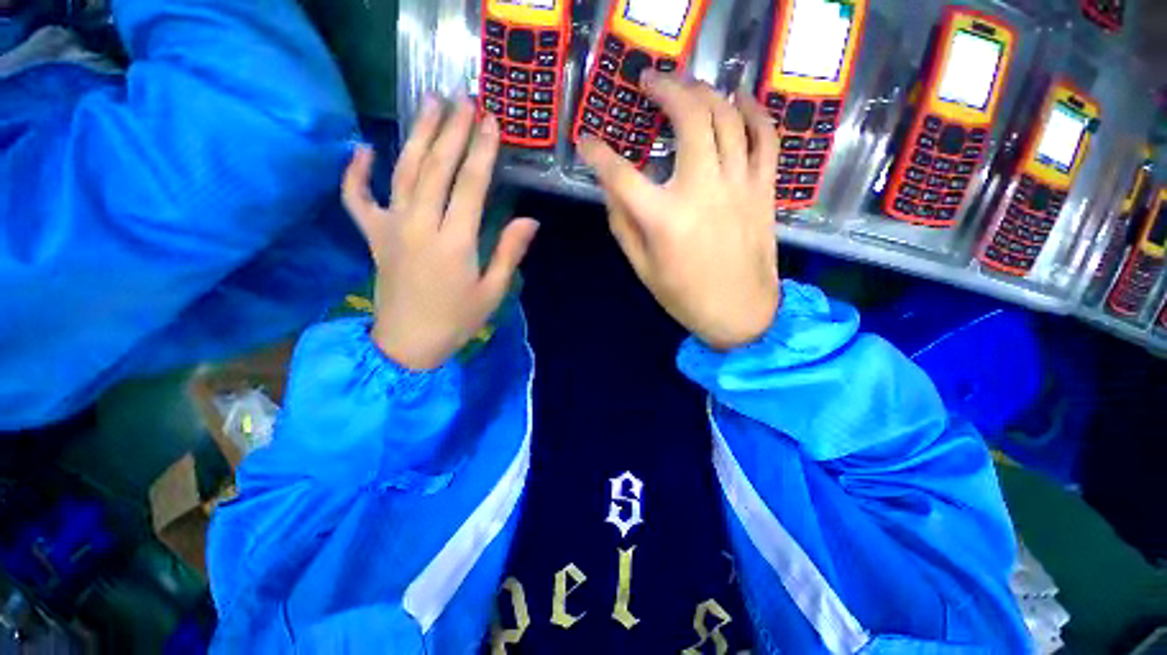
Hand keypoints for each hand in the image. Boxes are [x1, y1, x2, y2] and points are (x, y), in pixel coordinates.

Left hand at [342, 98, 538, 369]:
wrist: (409, 343)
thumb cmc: (457, 320)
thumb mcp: (492, 292)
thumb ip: (508, 252)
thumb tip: (529, 220)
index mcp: (454, 243)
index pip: (470, 185)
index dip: (481, 151)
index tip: (490, 122)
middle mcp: (419, 226)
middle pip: (435, 168)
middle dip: (451, 130)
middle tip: (462, 98)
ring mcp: (390, 228)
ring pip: (402, 172)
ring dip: (417, 135)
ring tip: (428, 103)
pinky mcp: (373, 236)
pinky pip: (357, 198)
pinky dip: (355, 172)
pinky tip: (363, 148)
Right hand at [578, 74, 780, 350]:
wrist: (740, 311)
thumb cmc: (685, 296)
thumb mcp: (642, 267)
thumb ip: (623, 223)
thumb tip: (612, 188)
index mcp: (664, 219)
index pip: (620, 174)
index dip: (597, 154)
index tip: (586, 141)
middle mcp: (702, 191)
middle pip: (688, 118)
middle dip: (666, 89)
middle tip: (649, 81)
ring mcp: (739, 185)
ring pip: (727, 116)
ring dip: (705, 91)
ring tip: (687, 86)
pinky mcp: (763, 189)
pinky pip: (765, 137)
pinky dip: (754, 111)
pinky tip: (739, 99)